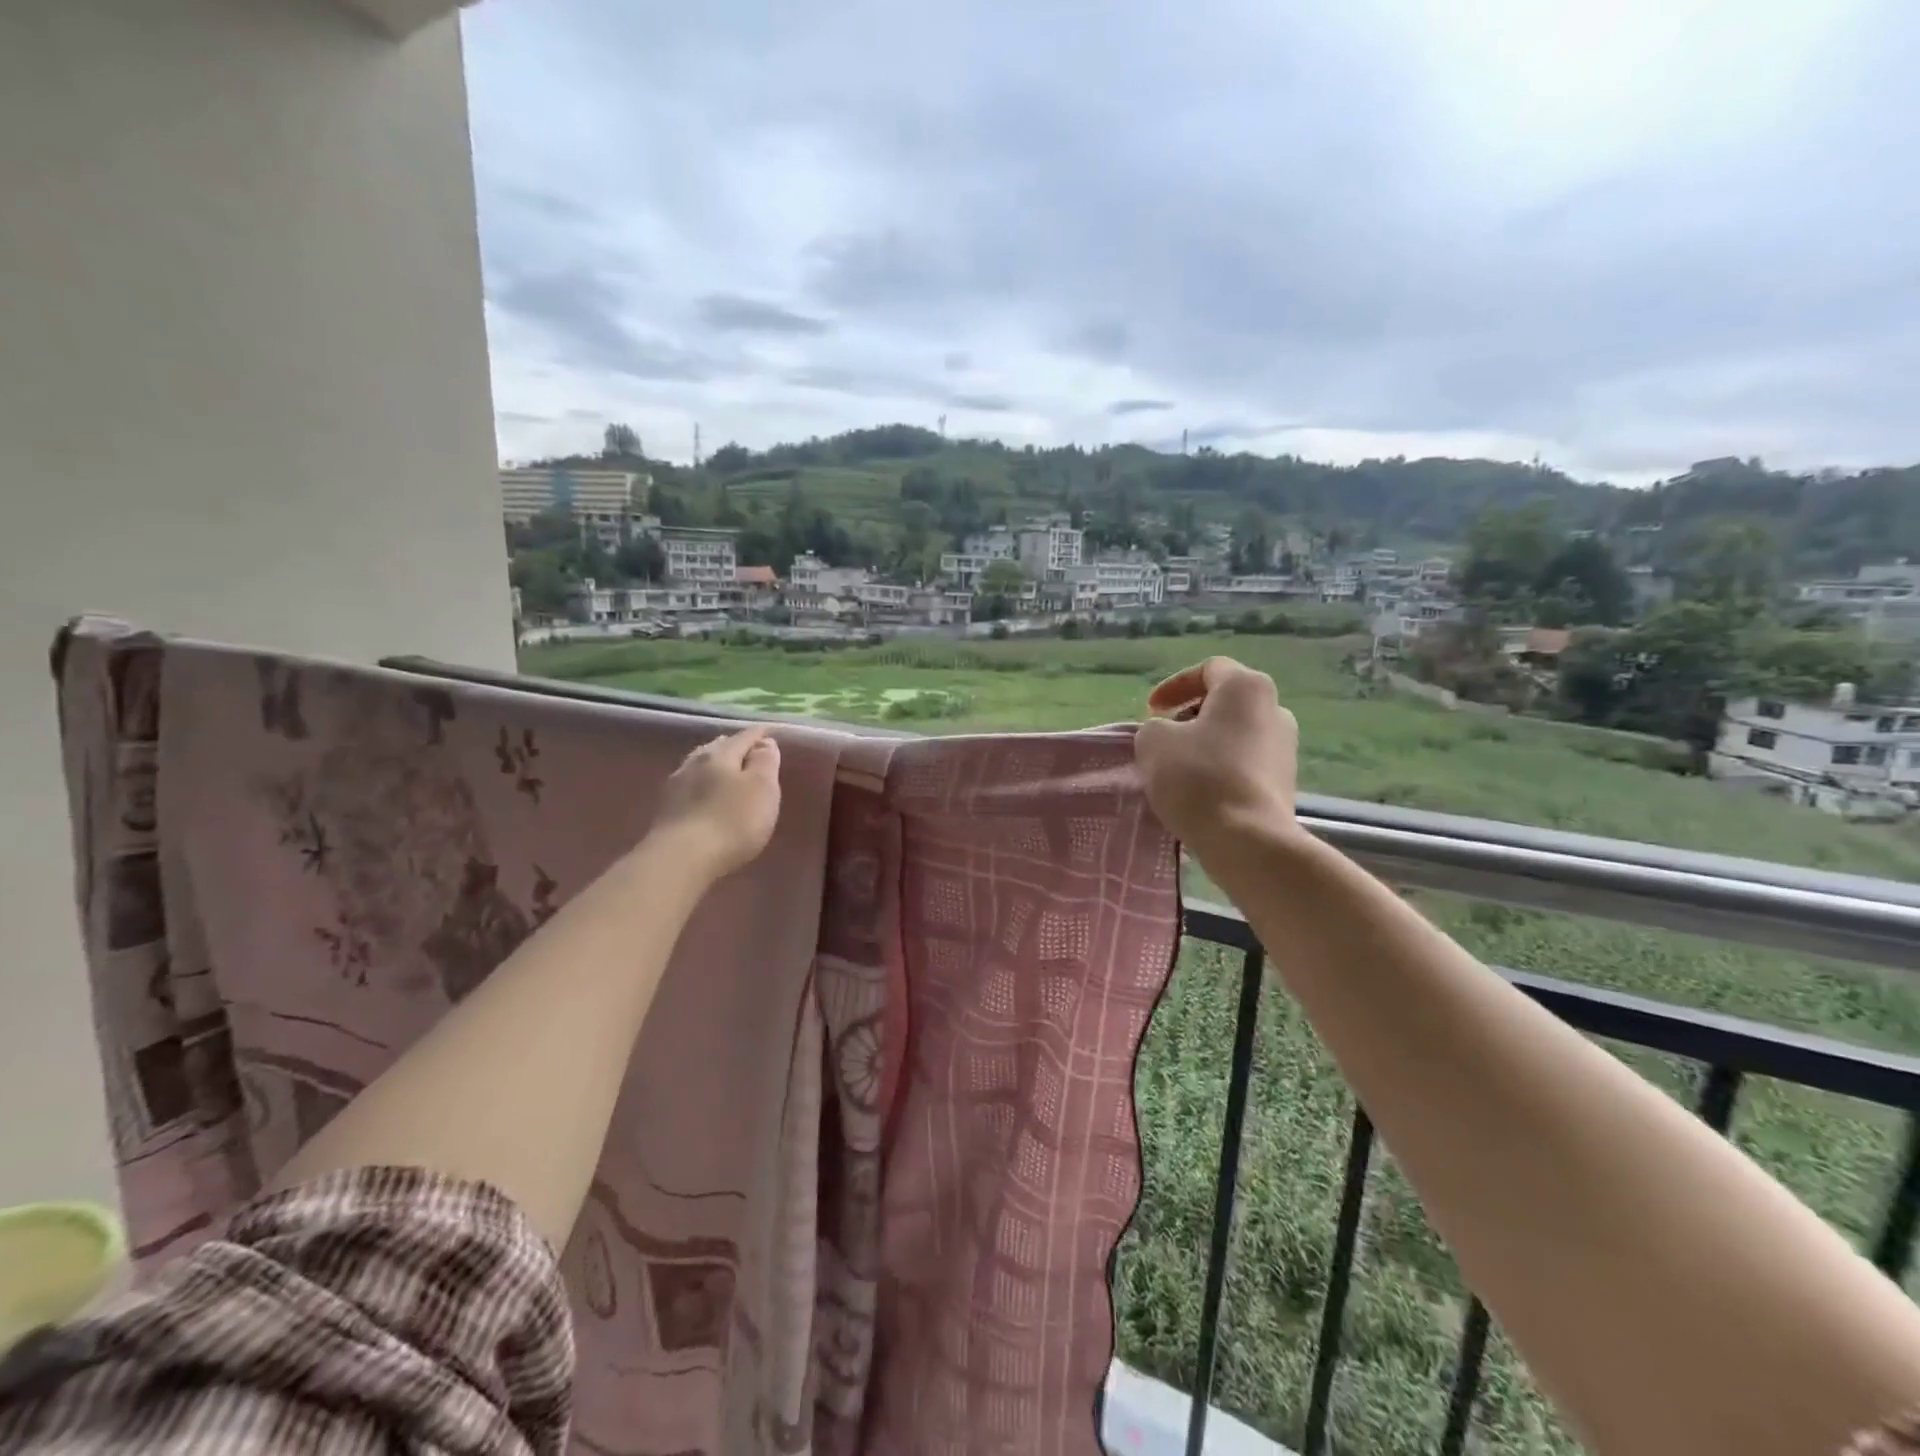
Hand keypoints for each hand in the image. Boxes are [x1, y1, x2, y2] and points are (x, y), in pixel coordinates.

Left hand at [648, 726, 783, 879]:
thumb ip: (765, 762)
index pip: (745, 736)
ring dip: (714, 767)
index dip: (761, 735)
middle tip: (750, 754)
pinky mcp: (665, 810)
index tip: (772, 734)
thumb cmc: (731, 821)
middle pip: (719, 747)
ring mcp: (675, 785)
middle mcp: (695, 762)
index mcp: (721, 754)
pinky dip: (701, 787)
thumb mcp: (762, 789)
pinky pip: (689, 787)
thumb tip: (765, 742)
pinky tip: (704, 798)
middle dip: (735, 747)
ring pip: (699, 766)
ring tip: (727, 775)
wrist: (680, 859)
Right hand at [1134, 657, 1298, 857]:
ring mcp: (1286, 748)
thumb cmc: (1198, 777)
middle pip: (1226, 702)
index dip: (1174, 686)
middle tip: (1164, 736)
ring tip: (1178, 768)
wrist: (1246, 839)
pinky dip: (1221, 769)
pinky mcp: (1286, 782)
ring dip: (1207, 744)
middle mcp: (1275, 710)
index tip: (1152, 710)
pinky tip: (1200, 791)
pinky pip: (1246, 764)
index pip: (1208, 669)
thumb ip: (1155, 727)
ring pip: (1237, 734)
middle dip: (1192, 716)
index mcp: (1246, 688)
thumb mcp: (1154, 742)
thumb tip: (1169, 734)